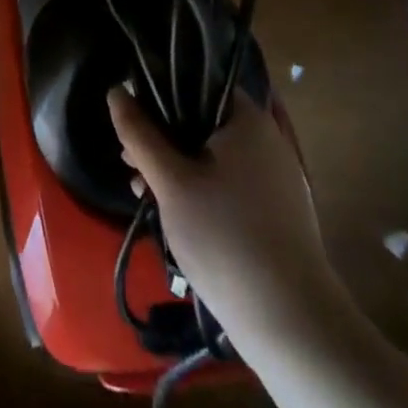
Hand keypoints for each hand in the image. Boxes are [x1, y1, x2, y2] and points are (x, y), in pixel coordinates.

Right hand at [108, 87, 344, 349]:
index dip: (159, 93)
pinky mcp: (274, 210)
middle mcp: (265, 138)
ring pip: (212, 153)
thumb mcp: (170, 182)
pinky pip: (228, 181)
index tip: (131, 117)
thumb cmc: (225, 238)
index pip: (197, 83)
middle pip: (202, 119)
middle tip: (129, 160)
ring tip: (142, 190)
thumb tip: (116, 91)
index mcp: (246, 119)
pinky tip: (171, 212)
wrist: (292, 325)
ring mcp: (273, 176)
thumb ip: (139, 133)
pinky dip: (198, 187)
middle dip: (161, 136)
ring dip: (175, 165)